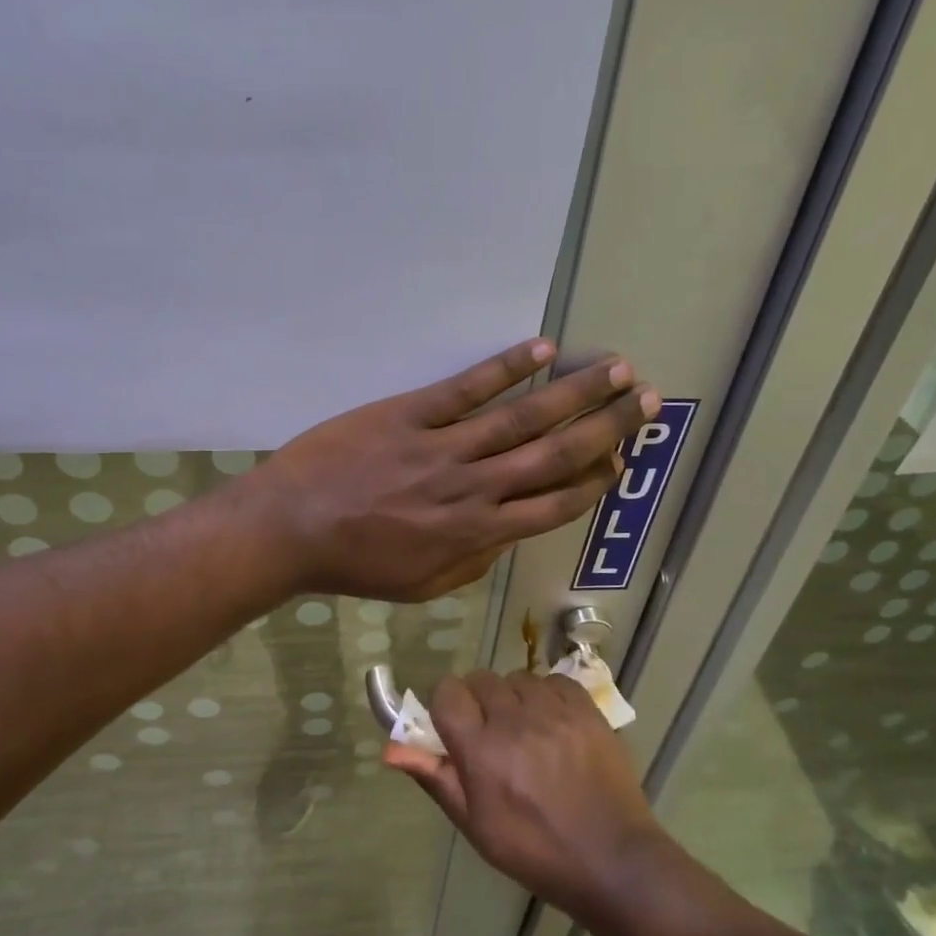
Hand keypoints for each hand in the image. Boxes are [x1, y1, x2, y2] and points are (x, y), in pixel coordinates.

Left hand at [255, 339, 658, 600]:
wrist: (290, 528)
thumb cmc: (355, 563)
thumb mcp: (422, 585)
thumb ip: (473, 561)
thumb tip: (510, 534)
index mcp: (476, 533)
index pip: (554, 505)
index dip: (594, 481)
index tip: (622, 460)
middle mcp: (472, 487)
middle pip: (553, 454)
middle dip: (606, 427)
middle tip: (645, 401)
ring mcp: (443, 446)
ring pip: (521, 417)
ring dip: (573, 392)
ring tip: (614, 369)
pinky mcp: (409, 414)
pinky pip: (465, 388)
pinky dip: (505, 368)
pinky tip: (541, 350)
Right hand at [384, 669, 665, 916]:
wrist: (611, 859)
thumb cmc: (534, 849)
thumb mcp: (475, 825)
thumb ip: (434, 777)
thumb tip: (390, 748)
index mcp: (481, 750)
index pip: (447, 692)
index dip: (445, 706)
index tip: (454, 728)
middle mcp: (514, 719)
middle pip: (479, 679)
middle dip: (477, 701)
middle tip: (491, 735)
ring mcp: (554, 710)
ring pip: (515, 677)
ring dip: (512, 697)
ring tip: (525, 731)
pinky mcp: (585, 707)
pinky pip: (552, 679)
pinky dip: (546, 695)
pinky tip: (552, 724)